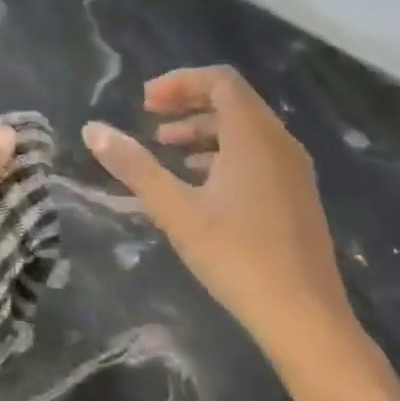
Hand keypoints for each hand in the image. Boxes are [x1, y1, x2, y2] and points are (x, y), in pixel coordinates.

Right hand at [83, 67, 399, 400]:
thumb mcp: (175, 210)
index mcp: (255, 136)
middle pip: (234, 101)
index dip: (180, 82)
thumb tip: (93, 130)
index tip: (145, 103)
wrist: (306, 319)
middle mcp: (280, 144)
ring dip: (203, 130)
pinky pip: (257, 155)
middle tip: (150, 118)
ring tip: (165, 149)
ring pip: (245, 130)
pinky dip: (222, 154)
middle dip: (188, 102)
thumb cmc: (237, 256)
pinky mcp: (296, 197)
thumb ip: (134, 166)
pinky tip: (198, 183)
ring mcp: (293, 171)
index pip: (221, 81)